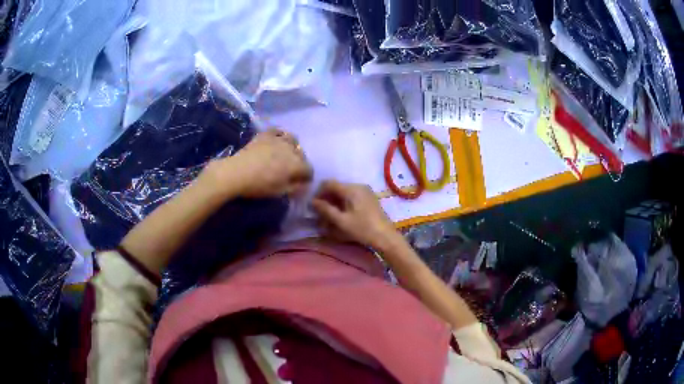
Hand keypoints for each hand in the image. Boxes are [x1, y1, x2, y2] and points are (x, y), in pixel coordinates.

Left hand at [205, 129, 312, 197]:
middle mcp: (291, 149)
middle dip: (300, 163)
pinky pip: (277, 130)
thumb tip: (302, 184)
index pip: (309, 170)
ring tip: (286, 154)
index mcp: (296, 165)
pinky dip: (279, 135)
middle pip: (302, 155)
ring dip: (292, 147)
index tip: (301, 183)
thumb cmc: (259, 186)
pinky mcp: (265, 135)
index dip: (307, 177)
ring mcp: (278, 140)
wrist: (236, 173)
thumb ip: (295, 187)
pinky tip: (276, 141)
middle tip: (291, 171)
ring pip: (292, 139)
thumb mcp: (280, 192)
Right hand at [311, 180, 399, 249]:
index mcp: (351, 189)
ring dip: (334, 201)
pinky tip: (340, 215)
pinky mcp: (368, 198)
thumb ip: (326, 210)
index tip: (313, 205)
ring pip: (343, 192)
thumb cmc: (363, 229)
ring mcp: (364, 191)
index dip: (318, 192)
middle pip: (336, 187)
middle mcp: (358, 186)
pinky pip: (351, 196)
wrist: (386, 236)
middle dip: (326, 198)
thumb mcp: (342, 221)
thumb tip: (313, 202)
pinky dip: (343, 203)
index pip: (329, 183)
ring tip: (328, 216)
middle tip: (319, 212)